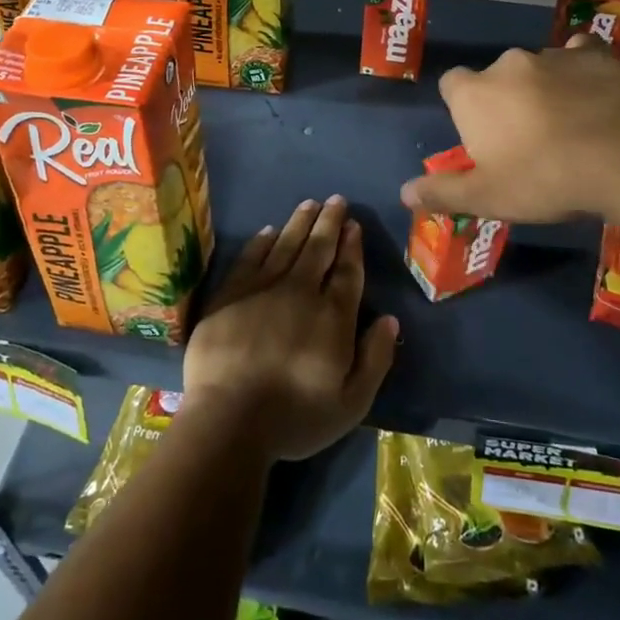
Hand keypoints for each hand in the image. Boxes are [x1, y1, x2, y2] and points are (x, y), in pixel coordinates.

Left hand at [182, 196, 398, 462]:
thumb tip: (390, 320)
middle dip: (329, 222)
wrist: (229, 419)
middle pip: (318, 249)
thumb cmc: (295, 417)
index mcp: (332, 316)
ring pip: (285, 245)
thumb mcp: (352, 402)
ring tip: (310, 203)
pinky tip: (268, 231)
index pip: (346, 271)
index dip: (352, 246)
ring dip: (299, 223)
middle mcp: (300, 292)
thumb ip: (375, 358)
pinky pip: (250, 258)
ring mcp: (262, 289)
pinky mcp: (230, 294)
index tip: (354, 224)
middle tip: (336, 200)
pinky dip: (261, 242)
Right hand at [400, 36, 619, 222]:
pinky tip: (594, 94)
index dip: (463, 107)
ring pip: (538, 68)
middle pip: (496, 77)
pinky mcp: (596, 55)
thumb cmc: (544, 179)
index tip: (480, 134)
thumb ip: (443, 191)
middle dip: (506, 100)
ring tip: (568, 123)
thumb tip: (404, 192)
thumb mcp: (487, 197)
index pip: (452, 84)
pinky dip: (582, 71)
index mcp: (474, 93)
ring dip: (543, 87)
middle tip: (527, 139)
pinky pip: (580, 56)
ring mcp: (553, 55)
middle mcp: (507, 64)